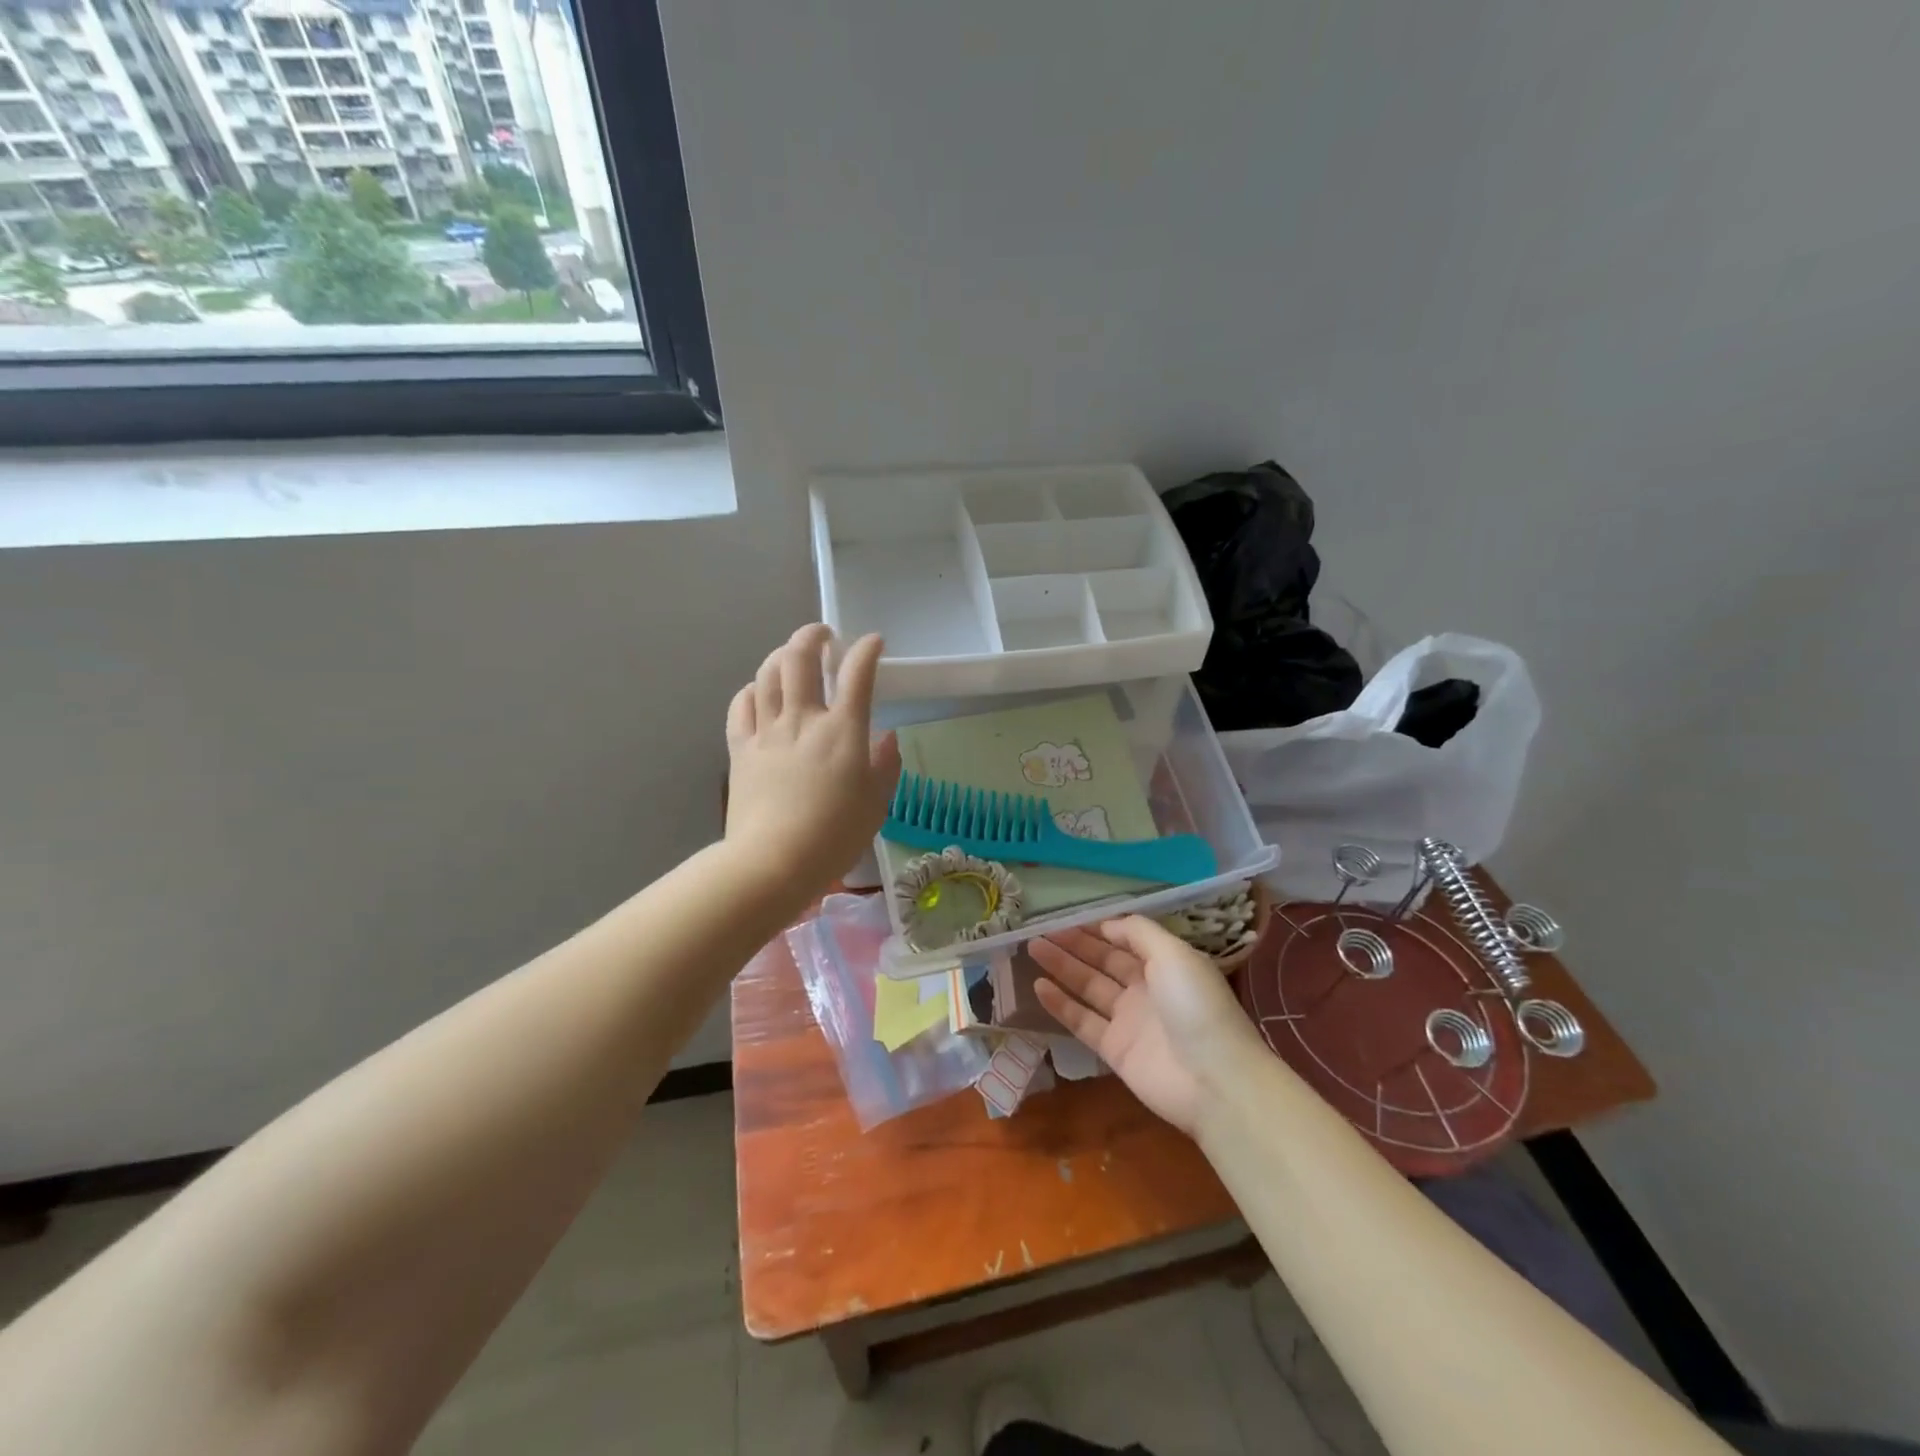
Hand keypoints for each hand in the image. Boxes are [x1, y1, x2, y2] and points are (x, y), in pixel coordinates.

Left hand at [724, 625, 901, 905]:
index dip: (867, 650)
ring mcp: (767, 731)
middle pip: (800, 657)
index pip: (858, 674)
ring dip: (781, 654)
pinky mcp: (741, 748)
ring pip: (767, 673)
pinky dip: (751, 690)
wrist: (773, 862)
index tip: (874, 642)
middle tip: (824, 636)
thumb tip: (887, 736)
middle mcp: (803, 719)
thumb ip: (885, 764)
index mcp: (843, 731)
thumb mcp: (876, 804)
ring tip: (791, 656)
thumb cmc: (834, 836)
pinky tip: (758, 692)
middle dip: (813, 635)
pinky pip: (741, 705)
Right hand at [1029, 916, 1261, 1136]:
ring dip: (1062, 967)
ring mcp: (1129, 1020)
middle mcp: (1146, 989)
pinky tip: (1038, 986)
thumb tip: (1107, 924)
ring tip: (1032, 948)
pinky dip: (1061, 1004)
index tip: (1067, 916)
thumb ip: (1139, 933)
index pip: (1125, 940)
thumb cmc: (1197, 1006)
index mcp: (1165, 964)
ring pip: (1088, 987)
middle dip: (1074, 944)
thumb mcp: (1174, 954)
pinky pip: (1082, 1021)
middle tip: (1039, 930)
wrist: (1215, 1080)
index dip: (1097, 928)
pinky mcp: (1115, 1049)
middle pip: (1103, 961)